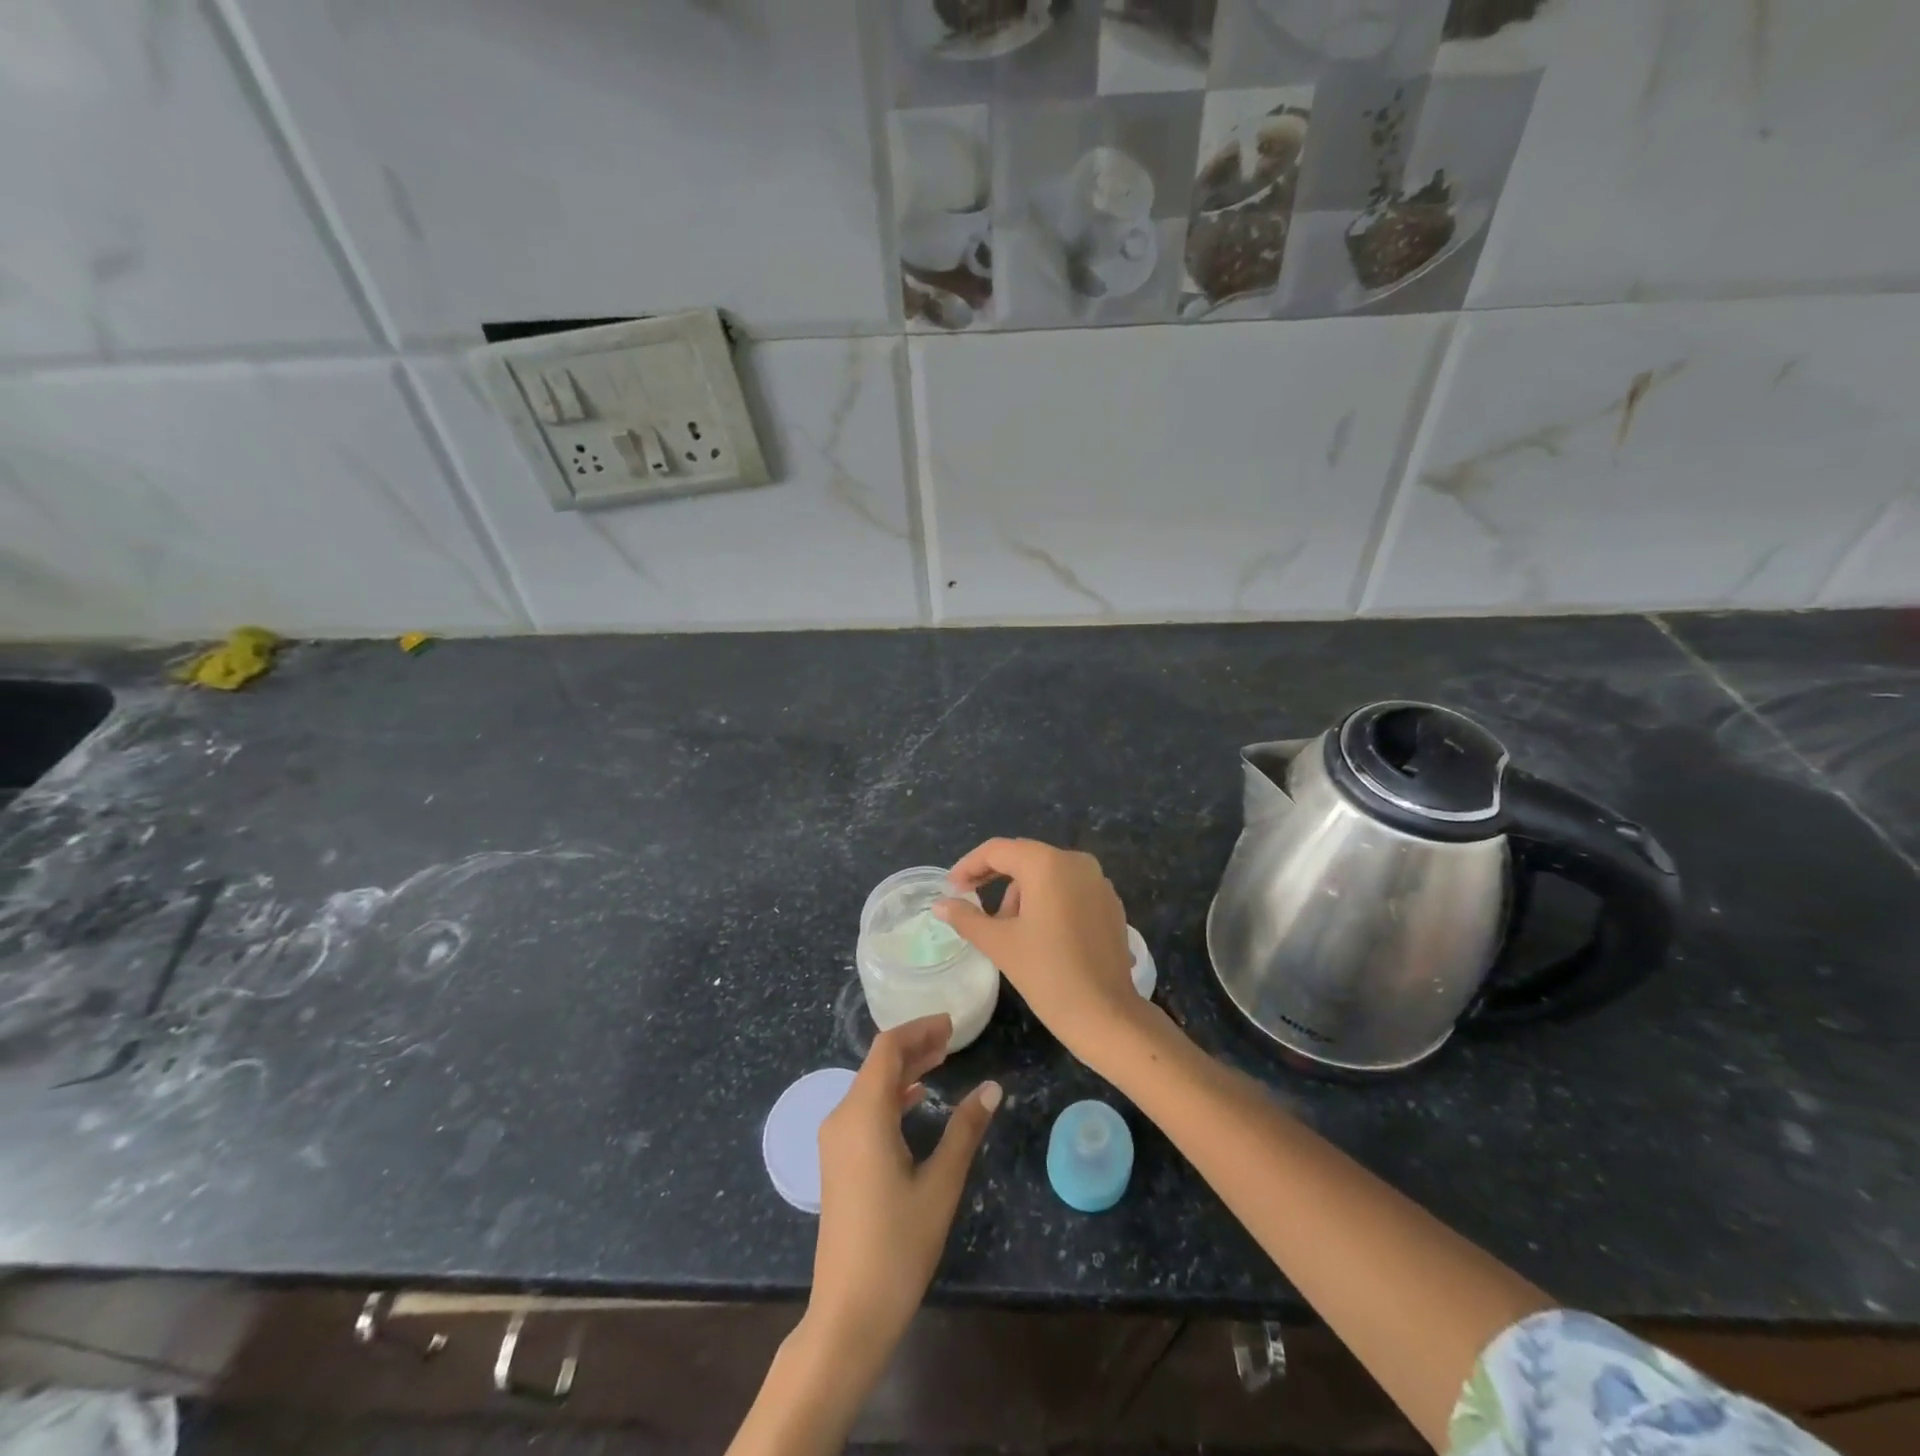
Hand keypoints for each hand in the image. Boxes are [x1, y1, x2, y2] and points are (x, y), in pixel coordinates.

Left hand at [807, 1015, 1000, 1369]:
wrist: (848, 1312)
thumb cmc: (898, 1246)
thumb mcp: (941, 1184)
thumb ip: (965, 1129)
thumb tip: (992, 1087)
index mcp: (864, 1114)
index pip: (888, 1049)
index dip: (919, 1030)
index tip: (952, 1024)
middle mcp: (843, 1117)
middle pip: (878, 1064)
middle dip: (915, 1046)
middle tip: (953, 1040)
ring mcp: (836, 1140)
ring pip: (870, 1086)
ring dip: (904, 1070)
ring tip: (941, 1061)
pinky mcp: (838, 1160)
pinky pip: (865, 1109)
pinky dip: (892, 1095)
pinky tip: (916, 1099)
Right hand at [934, 838, 1148, 1068]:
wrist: (1106, 1014)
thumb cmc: (1047, 974)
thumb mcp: (999, 943)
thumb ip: (966, 917)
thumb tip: (940, 905)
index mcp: (1047, 864)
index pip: (997, 851)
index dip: (969, 866)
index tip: (951, 889)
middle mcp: (1076, 861)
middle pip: (1024, 858)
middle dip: (994, 878)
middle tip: (970, 903)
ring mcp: (1098, 881)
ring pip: (1047, 873)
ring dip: (1021, 892)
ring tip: (1007, 928)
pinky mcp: (1110, 903)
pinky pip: (1069, 888)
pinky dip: (1048, 900)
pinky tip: (1039, 933)